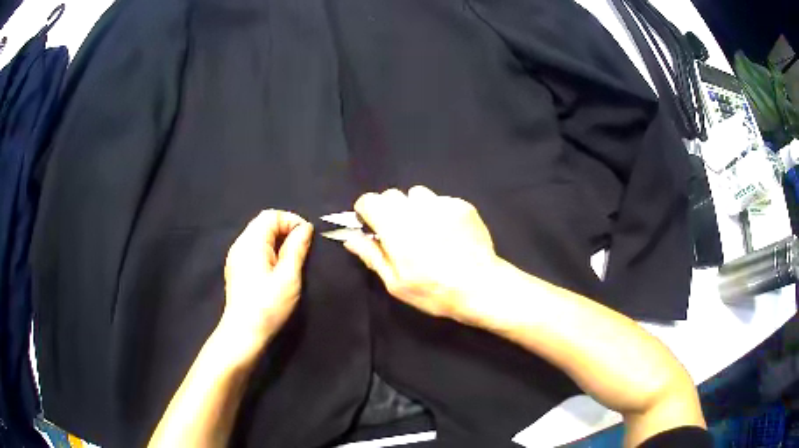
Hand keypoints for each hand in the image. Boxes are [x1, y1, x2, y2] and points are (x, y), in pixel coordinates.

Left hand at [219, 210, 312, 352]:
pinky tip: (276, 270)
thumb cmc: (268, 305)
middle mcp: (240, 244)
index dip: (291, 221)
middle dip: (285, 231)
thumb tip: (305, 228)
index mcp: (251, 242)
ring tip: (292, 261)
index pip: (271, 215)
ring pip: (259, 237)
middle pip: (263, 224)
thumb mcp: (288, 277)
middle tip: (302, 250)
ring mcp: (236, 257)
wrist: (243, 333)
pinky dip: (269, 251)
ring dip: (278, 242)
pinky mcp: (237, 269)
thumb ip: (297, 249)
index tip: (307, 239)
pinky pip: (254, 250)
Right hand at [343, 186, 501, 323]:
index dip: (366, 212)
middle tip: (401, 234)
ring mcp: (442, 204)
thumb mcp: (396, 282)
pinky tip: (449, 233)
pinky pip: (441, 201)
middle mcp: (417, 209)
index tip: (372, 227)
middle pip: (392, 195)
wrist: (481, 287)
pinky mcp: (462, 205)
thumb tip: (350, 237)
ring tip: (427, 231)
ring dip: (415, 208)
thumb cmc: (434, 291)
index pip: (369, 200)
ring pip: (418, 194)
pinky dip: (438, 212)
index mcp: (395, 227)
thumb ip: (371, 255)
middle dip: (389, 210)